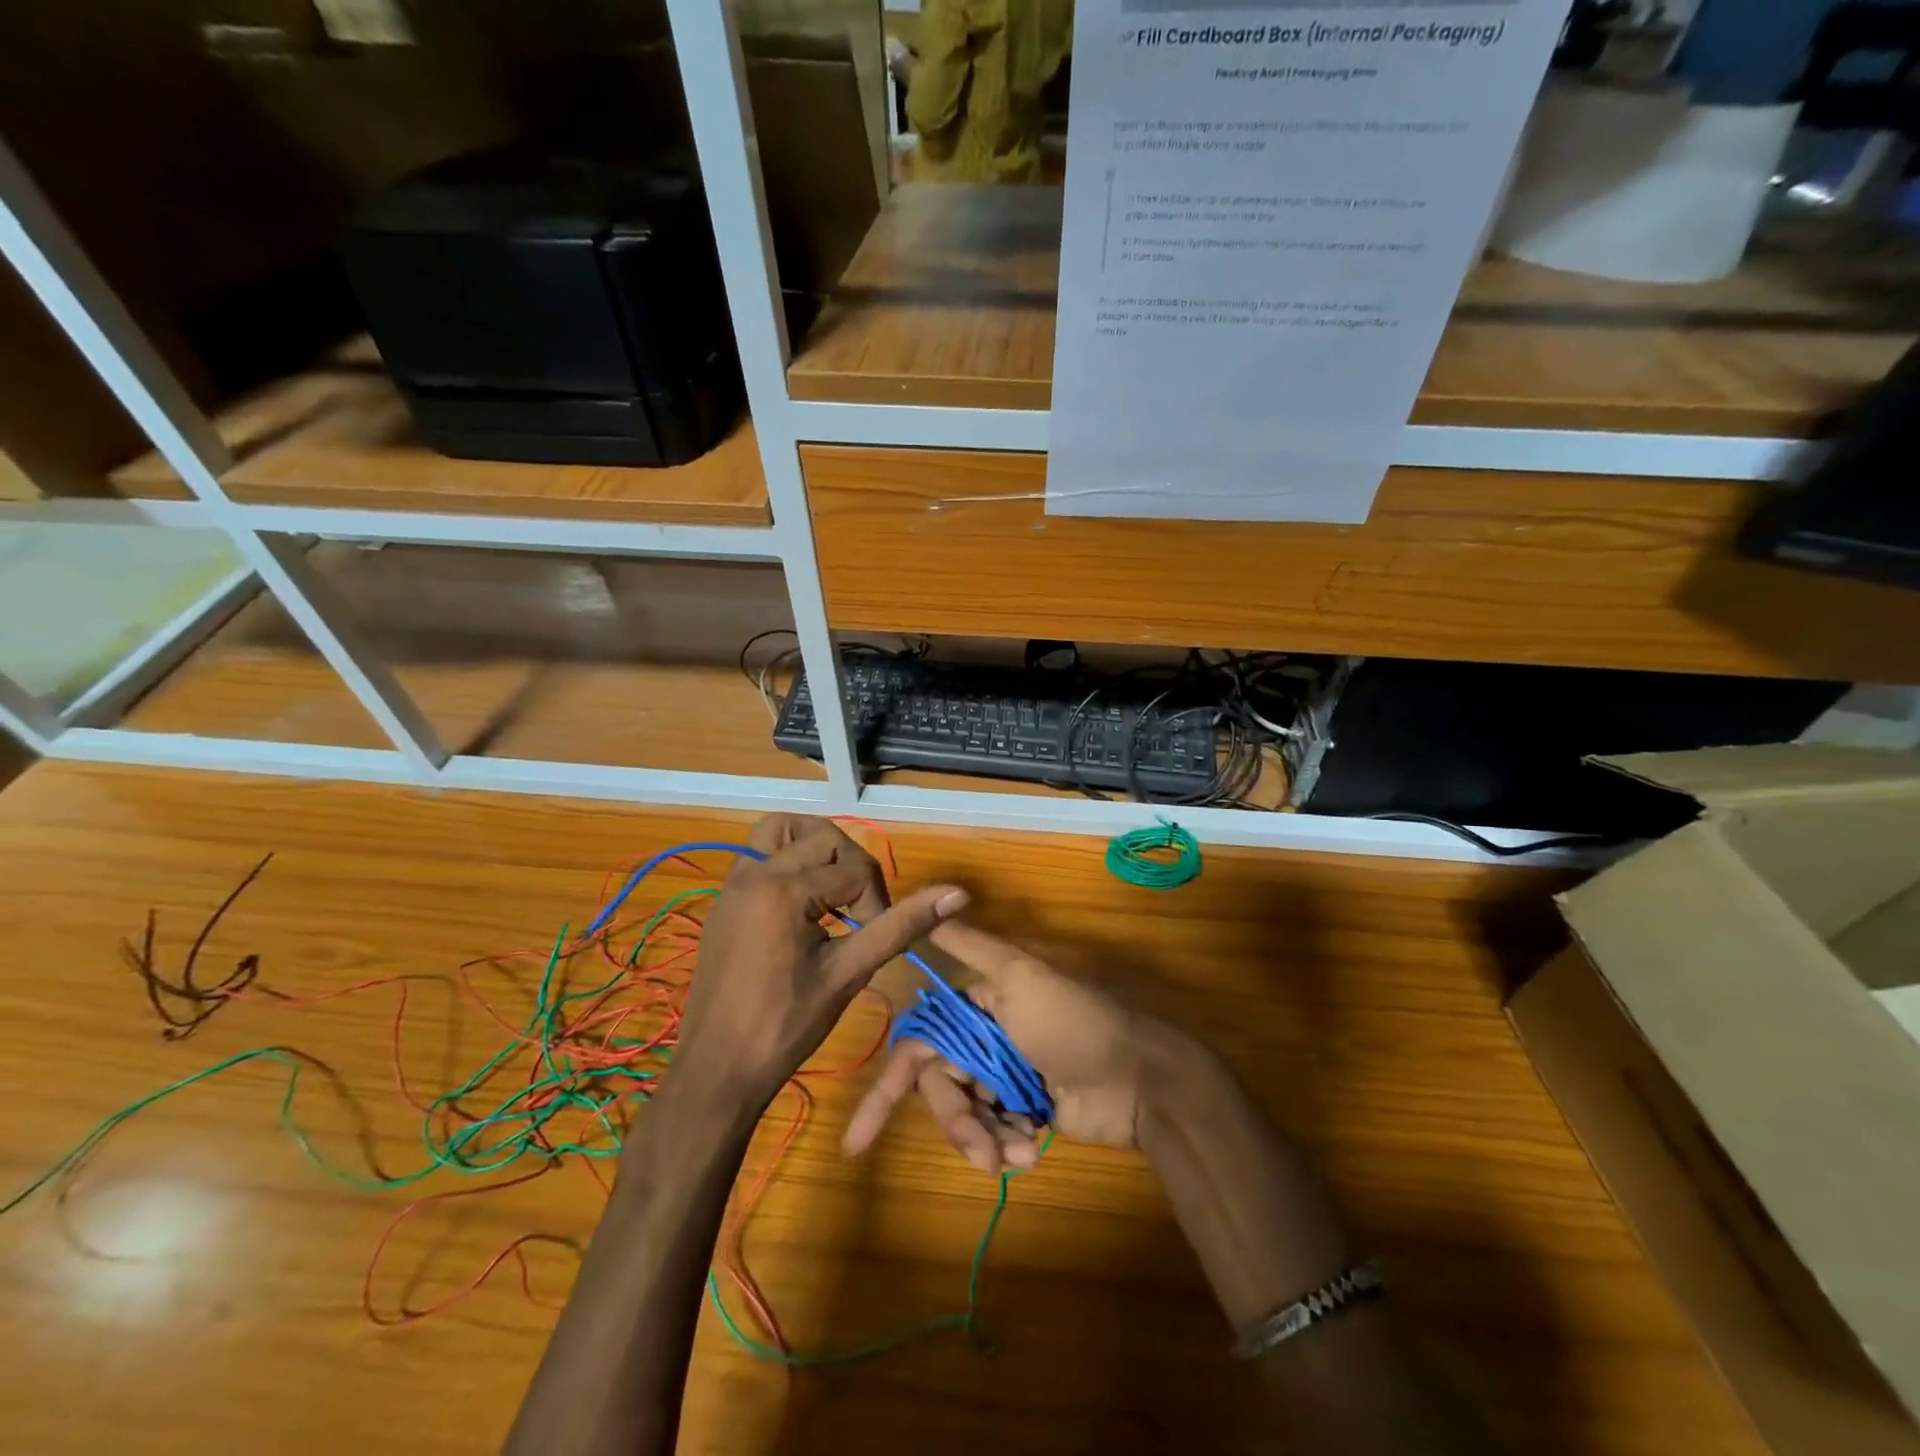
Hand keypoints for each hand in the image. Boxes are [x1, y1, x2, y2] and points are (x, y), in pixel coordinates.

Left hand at [670, 815, 967, 1110]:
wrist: (717, 1069)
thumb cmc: (786, 1026)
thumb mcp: (849, 973)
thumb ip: (900, 926)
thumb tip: (957, 894)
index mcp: (785, 889)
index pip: (855, 870)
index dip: (877, 903)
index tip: (873, 941)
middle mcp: (755, 872)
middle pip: (823, 836)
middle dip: (852, 868)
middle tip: (860, 915)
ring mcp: (734, 883)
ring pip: (783, 830)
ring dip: (816, 848)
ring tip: (834, 890)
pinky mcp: (725, 899)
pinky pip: (760, 854)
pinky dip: (789, 861)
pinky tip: (802, 907)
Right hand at [844, 920, 1180, 1171]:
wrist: (1138, 1078)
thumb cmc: (1072, 1021)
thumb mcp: (1020, 975)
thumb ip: (971, 946)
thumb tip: (929, 899)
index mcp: (977, 1003)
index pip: (919, 1045)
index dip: (890, 1088)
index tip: (859, 1137)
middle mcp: (985, 1038)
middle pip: (941, 1086)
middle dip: (956, 1120)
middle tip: (982, 1148)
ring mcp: (1006, 1078)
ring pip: (967, 1115)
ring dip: (984, 1139)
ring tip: (1017, 1152)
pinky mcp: (1028, 1112)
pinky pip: (997, 1135)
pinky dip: (1009, 1147)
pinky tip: (1032, 1151)